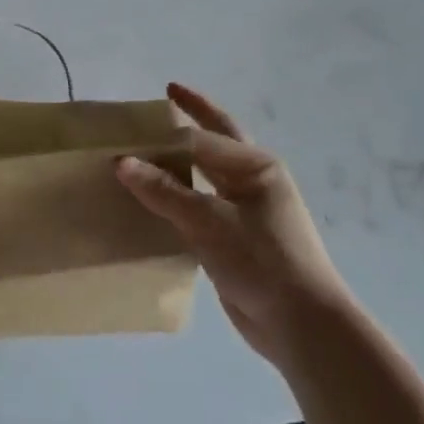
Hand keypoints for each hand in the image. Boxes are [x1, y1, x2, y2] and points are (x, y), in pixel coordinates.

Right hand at [115, 83, 349, 368]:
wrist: (301, 326)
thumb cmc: (262, 261)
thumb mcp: (209, 222)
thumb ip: (164, 191)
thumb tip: (121, 161)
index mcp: (255, 166)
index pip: (203, 136)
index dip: (168, 125)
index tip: (136, 117)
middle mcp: (253, 181)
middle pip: (214, 142)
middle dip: (193, 118)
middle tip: (165, 98)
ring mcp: (246, 212)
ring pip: (205, 176)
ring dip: (181, 162)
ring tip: (147, 150)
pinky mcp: (235, 240)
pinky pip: (199, 209)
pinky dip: (177, 200)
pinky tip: (153, 202)